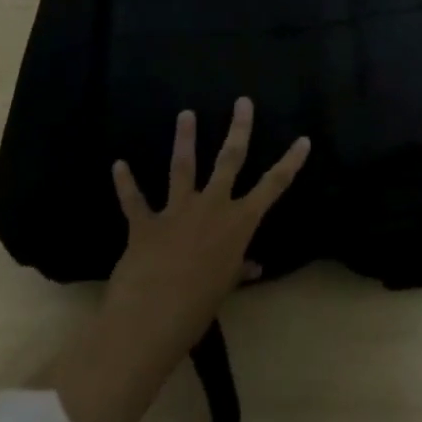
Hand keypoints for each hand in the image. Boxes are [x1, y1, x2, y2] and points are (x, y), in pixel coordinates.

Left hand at [46, 97, 308, 421]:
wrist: (149, 320)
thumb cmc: (197, 309)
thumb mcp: (224, 289)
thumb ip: (238, 270)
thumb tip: (254, 266)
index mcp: (238, 223)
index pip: (272, 186)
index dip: (290, 162)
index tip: (303, 139)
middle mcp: (212, 207)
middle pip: (230, 159)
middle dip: (239, 129)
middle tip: (242, 101)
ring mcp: (177, 211)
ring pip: (183, 167)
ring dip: (184, 139)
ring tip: (186, 114)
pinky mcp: (145, 224)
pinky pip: (134, 200)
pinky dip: (125, 183)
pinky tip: (118, 165)